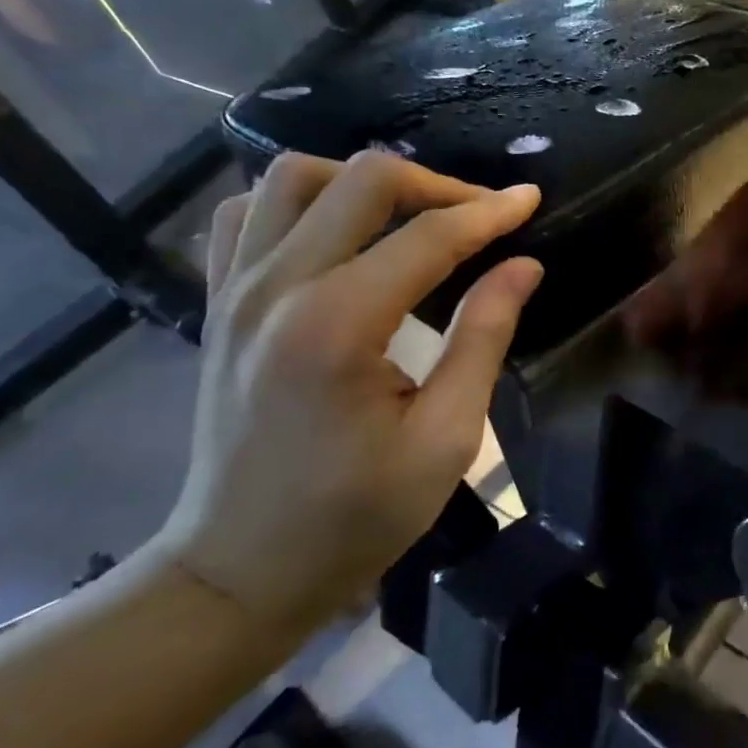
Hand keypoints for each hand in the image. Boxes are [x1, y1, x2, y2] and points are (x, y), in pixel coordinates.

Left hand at [157, 151, 542, 635]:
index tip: (531, 200)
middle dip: (435, 185)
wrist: (240, 570)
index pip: (428, 236)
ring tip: (409, 216)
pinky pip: (245, 212)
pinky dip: (297, 202)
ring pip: (293, 177)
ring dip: (362, 182)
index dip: (489, 212)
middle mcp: (276, 288)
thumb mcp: (445, 439)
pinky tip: (335, 232)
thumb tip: (522, 266)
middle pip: (360, 180)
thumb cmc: (353, 518)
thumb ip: (484, 339)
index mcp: (336, 326)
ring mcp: (234, 289)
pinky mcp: (217, 302)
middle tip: (480, 216)